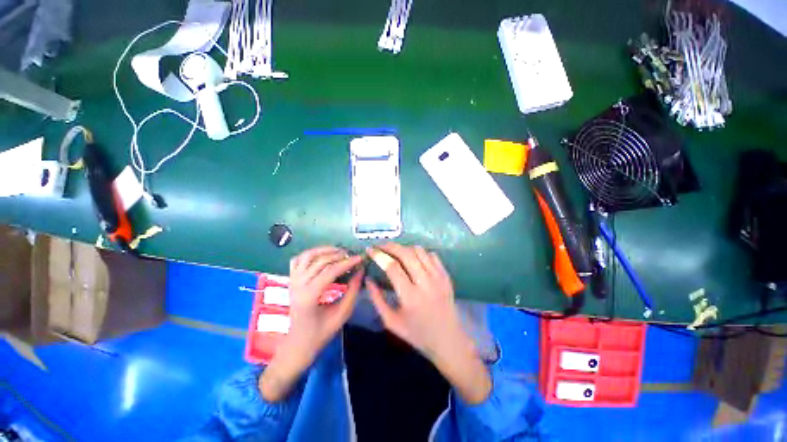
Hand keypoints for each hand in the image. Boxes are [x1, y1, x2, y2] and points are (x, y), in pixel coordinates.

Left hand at [260, 246, 362, 401]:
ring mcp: (292, 281)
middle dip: (338, 255)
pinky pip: (298, 260)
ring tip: (339, 251)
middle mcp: (298, 285)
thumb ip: (352, 291)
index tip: (360, 258)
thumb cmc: (321, 332)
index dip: (347, 263)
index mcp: (310, 296)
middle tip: (352, 256)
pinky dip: (310, 254)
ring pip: (307, 256)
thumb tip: (361, 271)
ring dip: (324, 250)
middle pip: (320, 261)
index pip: (330, 271)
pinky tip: (322, 256)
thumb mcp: (342, 314)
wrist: (298, 343)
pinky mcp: (291, 280)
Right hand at [365, 243, 491, 403]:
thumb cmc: (417, 334)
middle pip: (406, 253)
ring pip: (420, 251)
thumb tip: (368, 279)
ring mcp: (439, 277)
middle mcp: (426, 283)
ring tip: (396, 253)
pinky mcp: (446, 276)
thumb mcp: (391, 322)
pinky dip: (420, 253)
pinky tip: (414, 260)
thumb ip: (377, 299)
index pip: (392, 267)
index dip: (379, 255)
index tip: (370, 250)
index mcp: (410, 297)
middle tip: (380, 246)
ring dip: (405, 248)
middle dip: (390, 246)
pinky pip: (432, 255)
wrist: (448, 340)